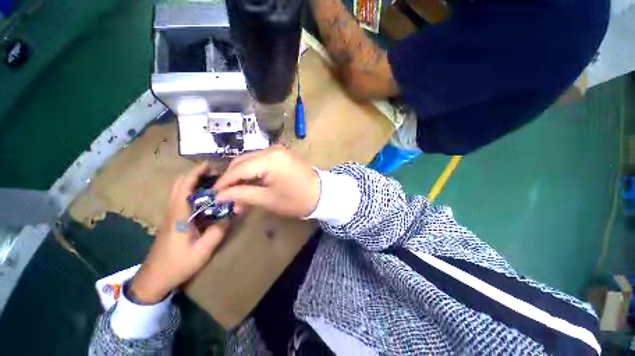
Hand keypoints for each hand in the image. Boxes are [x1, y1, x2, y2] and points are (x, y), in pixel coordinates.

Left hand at [130, 162, 230, 303]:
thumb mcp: (203, 250)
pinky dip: (191, 190)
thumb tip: (233, 212)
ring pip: (178, 190)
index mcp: (178, 215)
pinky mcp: (171, 220)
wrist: (154, 279)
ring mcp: (170, 215)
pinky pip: (180, 198)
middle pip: (178, 184)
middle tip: (214, 172)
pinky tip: (205, 196)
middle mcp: (172, 210)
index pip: (184, 187)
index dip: (195, 173)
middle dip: (194, 173)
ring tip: (212, 181)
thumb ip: (219, 230)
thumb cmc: (177, 264)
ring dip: (192, 181)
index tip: (210, 165)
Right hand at [214, 145, 320, 218]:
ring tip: (238, 194)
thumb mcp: (267, 199)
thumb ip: (241, 194)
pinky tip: (250, 185)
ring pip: (250, 160)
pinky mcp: (282, 155)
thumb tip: (220, 196)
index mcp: (269, 159)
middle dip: (232, 179)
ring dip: (242, 176)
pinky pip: (261, 161)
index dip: (224, 182)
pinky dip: (253, 172)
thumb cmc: (296, 200)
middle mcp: (271, 149)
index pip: (238, 169)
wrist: (322, 194)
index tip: (214, 195)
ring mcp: (278, 150)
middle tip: (226, 196)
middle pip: (242, 161)